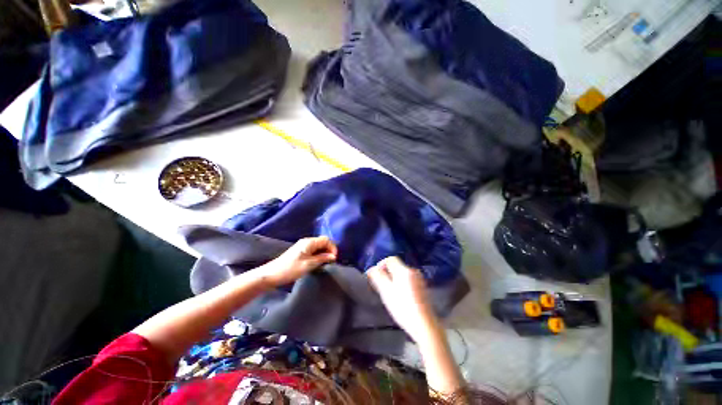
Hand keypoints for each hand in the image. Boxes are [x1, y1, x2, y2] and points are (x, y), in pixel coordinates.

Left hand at [262, 236, 337, 286]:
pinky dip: (318, 254)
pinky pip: (313, 250)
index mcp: (309, 242)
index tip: (334, 259)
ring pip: (318, 246)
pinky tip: (317, 262)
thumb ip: (322, 258)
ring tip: (325, 263)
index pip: (326, 240)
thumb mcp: (308, 264)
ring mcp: (303, 246)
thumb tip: (333, 256)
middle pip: (323, 242)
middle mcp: (307, 241)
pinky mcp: (300, 251)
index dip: (332, 248)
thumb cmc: (291, 269)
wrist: (271, 274)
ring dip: (324, 253)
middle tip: (331, 261)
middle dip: (329, 250)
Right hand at [367, 257, 440, 343]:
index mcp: (404, 270)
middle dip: (387, 273)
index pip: (390, 259)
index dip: (381, 264)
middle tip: (381, 285)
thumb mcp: (386, 292)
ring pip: (402, 273)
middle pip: (396, 266)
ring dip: (394, 279)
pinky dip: (401, 284)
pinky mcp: (422, 287)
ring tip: (389, 292)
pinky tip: (400, 297)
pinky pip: (408, 280)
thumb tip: (371, 269)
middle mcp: (413, 271)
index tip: (376, 275)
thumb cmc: (403, 308)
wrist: (424, 325)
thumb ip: (378, 278)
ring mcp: (419, 279)